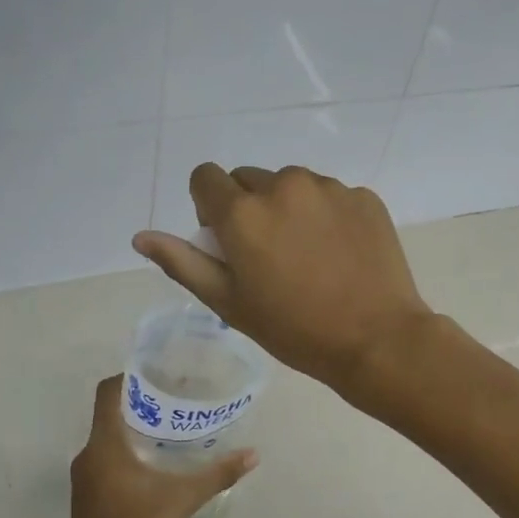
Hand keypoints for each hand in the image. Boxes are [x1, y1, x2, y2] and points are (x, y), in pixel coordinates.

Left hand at [62, 374, 257, 517]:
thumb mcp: (181, 501)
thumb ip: (217, 475)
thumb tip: (253, 455)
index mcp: (103, 447)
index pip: (107, 393)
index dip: (129, 377)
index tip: (160, 373)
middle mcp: (88, 456)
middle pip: (111, 414)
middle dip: (143, 404)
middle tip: (180, 400)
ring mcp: (85, 480)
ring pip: (110, 440)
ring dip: (137, 431)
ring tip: (174, 429)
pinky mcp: (89, 499)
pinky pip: (108, 462)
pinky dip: (130, 454)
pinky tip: (159, 466)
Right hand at [132, 165, 433, 396]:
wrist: (377, 340)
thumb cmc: (294, 330)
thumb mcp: (229, 303)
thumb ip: (183, 263)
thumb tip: (141, 237)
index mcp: (243, 212)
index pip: (205, 178)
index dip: (207, 206)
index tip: (226, 241)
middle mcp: (284, 185)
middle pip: (249, 179)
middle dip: (249, 208)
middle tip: (269, 255)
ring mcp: (329, 187)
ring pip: (292, 185)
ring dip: (289, 208)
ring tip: (308, 256)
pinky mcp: (363, 196)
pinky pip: (330, 195)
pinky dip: (327, 216)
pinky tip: (340, 254)